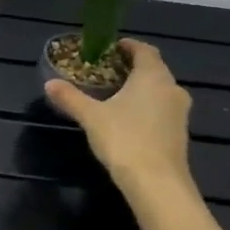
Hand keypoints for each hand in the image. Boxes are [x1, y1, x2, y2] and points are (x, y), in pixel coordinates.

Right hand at [45, 39, 196, 194]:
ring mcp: (180, 112)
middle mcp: (172, 88)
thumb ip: (71, 98)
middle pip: (154, 69)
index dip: (128, 46)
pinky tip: (129, 119)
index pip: (144, 50)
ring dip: (141, 88)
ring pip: (160, 90)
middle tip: (107, 71)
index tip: (111, 48)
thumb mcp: (91, 117)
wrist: (157, 183)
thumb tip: (49, 83)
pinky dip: (148, 106)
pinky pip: (163, 109)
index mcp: (153, 76)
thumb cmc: (124, 139)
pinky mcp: (181, 132)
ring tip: (116, 94)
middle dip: (132, 67)